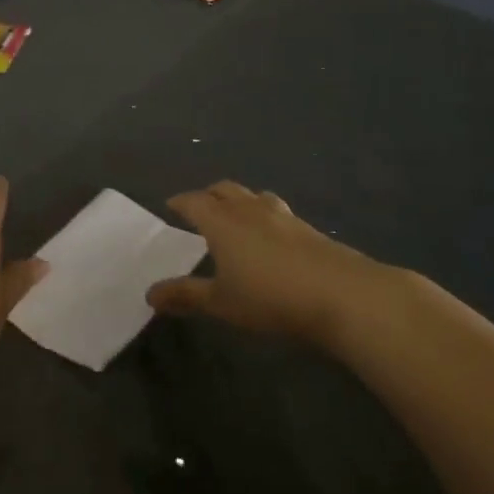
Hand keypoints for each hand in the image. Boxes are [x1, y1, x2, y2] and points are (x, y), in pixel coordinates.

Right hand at [147, 181, 379, 343]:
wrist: (343, 295)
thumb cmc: (271, 298)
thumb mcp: (222, 303)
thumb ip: (186, 296)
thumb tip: (149, 294)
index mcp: (222, 221)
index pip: (194, 201)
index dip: (180, 202)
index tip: (170, 205)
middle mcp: (249, 209)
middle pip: (224, 190)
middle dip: (208, 195)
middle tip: (199, 208)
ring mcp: (283, 216)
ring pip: (254, 196)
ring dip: (239, 201)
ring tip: (236, 216)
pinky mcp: (309, 229)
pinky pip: (277, 211)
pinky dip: (264, 216)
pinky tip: (271, 237)